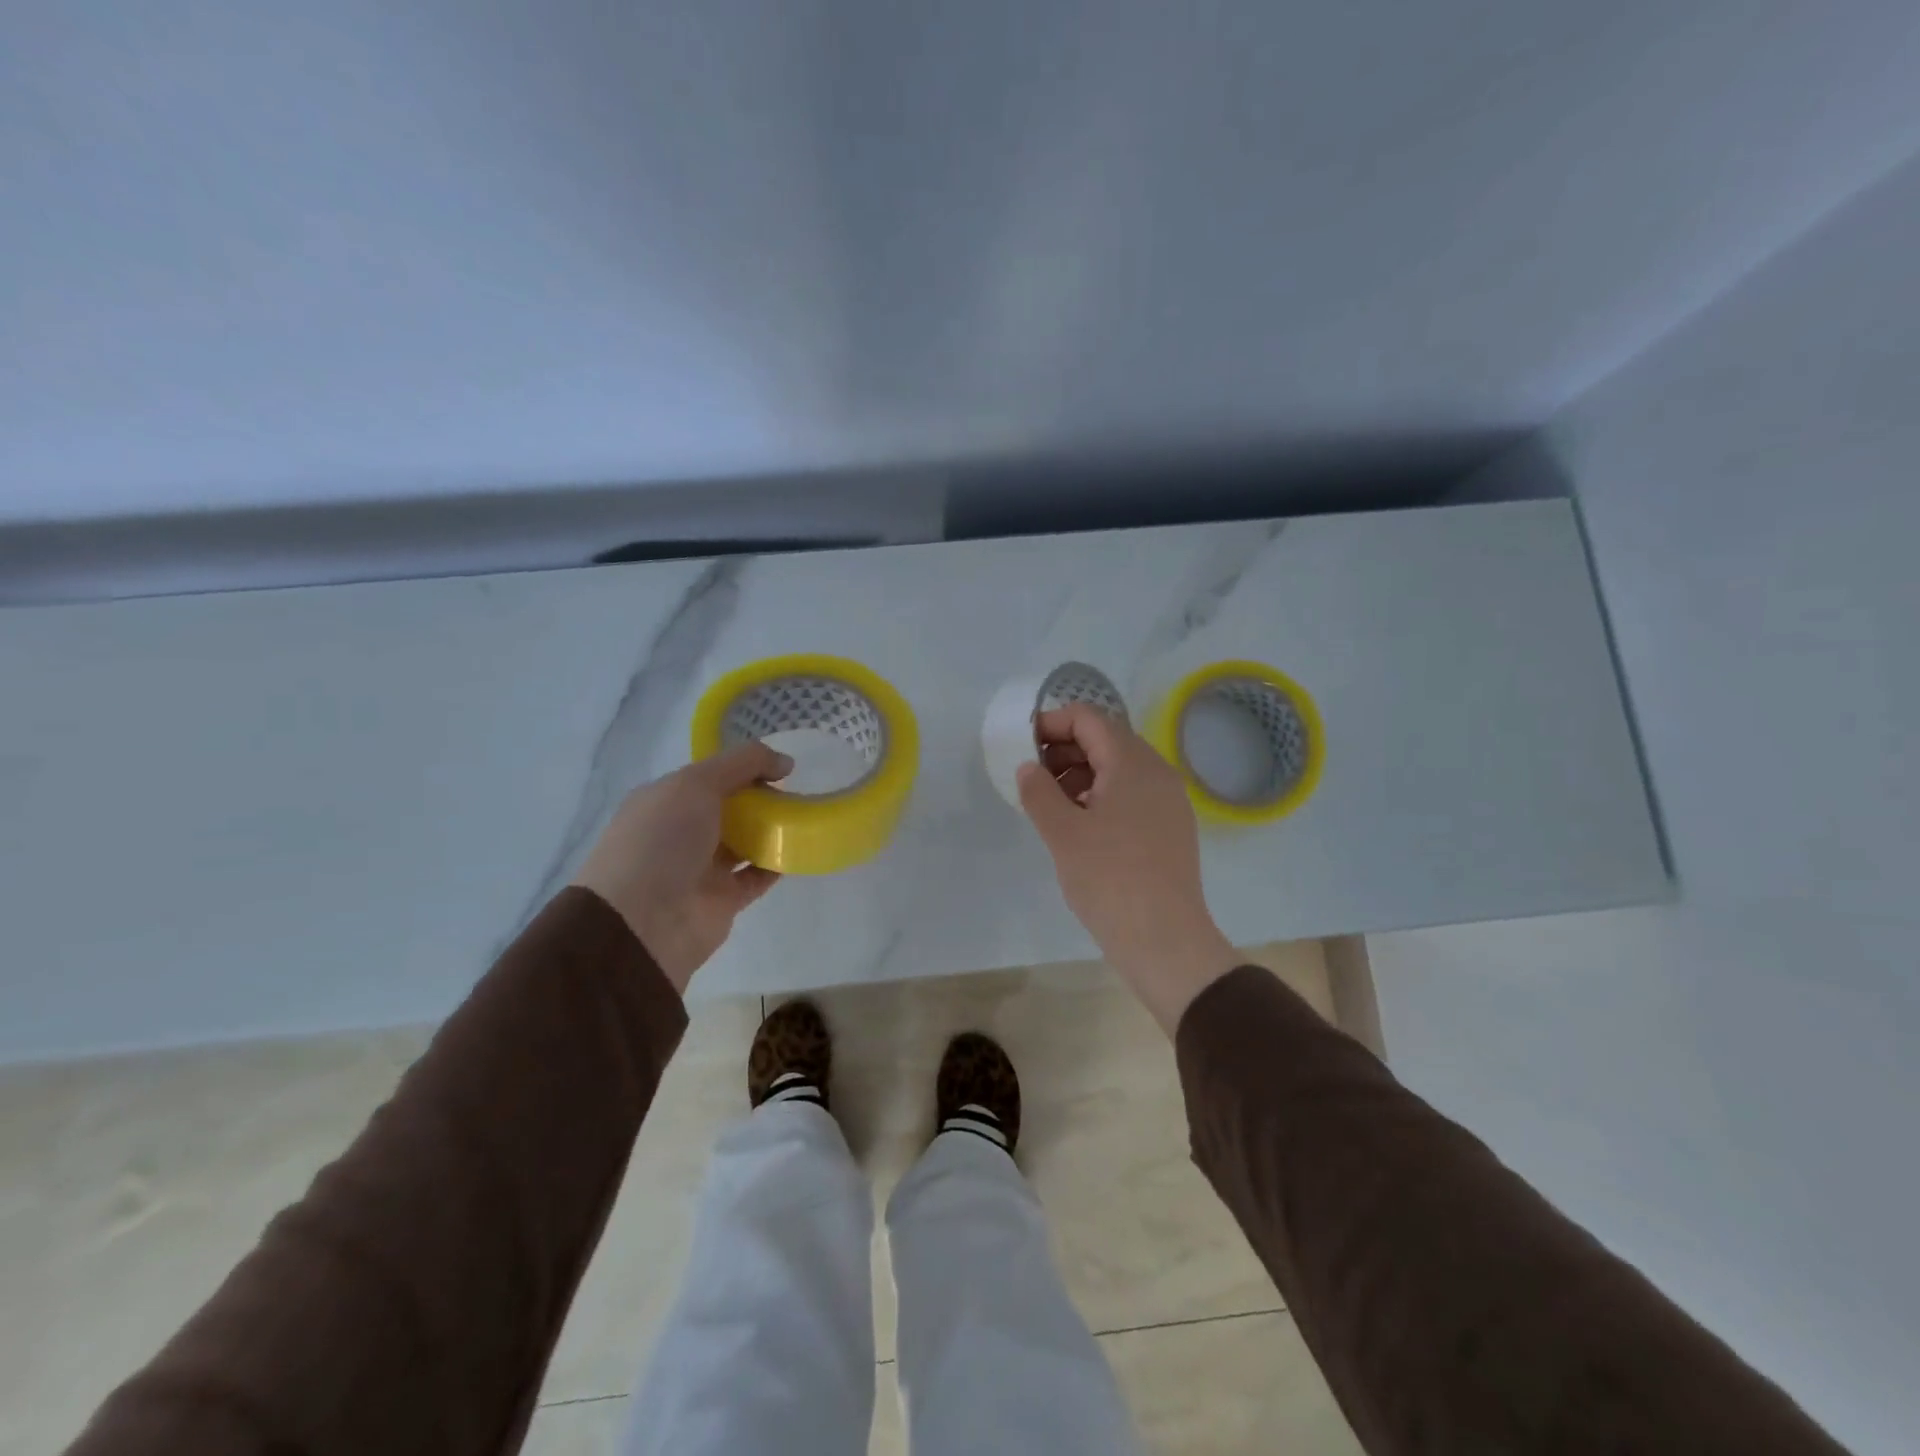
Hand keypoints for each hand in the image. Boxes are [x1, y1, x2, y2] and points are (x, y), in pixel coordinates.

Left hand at [572, 742, 792, 992]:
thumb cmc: (662, 841)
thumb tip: (785, 763)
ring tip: (806, 816)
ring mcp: (701, 867)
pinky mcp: (722, 899)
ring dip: (772, 829)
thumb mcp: (696, 784)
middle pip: (730, 807)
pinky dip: (776, 864)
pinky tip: (800, 849)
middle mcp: (680, 832)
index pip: (710, 775)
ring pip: (744, 841)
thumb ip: (742, 764)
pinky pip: (756, 876)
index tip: (781, 766)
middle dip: (762, 798)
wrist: (643, 922)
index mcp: (664, 800)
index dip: (744, 767)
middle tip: (799, 791)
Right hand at [1018, 704, 1239, 1034]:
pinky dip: (1101, 795)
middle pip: (1106, 739)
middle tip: (1032, 777)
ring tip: (1051, 803)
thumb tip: (1029, 767)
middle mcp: (1157, 772)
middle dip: (1064, 749)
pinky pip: (1132, 794)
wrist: (1165, 941)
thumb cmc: (1110, 880)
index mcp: (1132, 763)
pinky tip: (1080, 825)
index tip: (1022, 746)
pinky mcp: (1170, 827)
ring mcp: (1168, 800)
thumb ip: (1039, 792)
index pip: (1089, 718)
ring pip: (1119, 768)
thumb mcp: (1062, 834)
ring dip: (1081, 773)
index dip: (1051, 723)